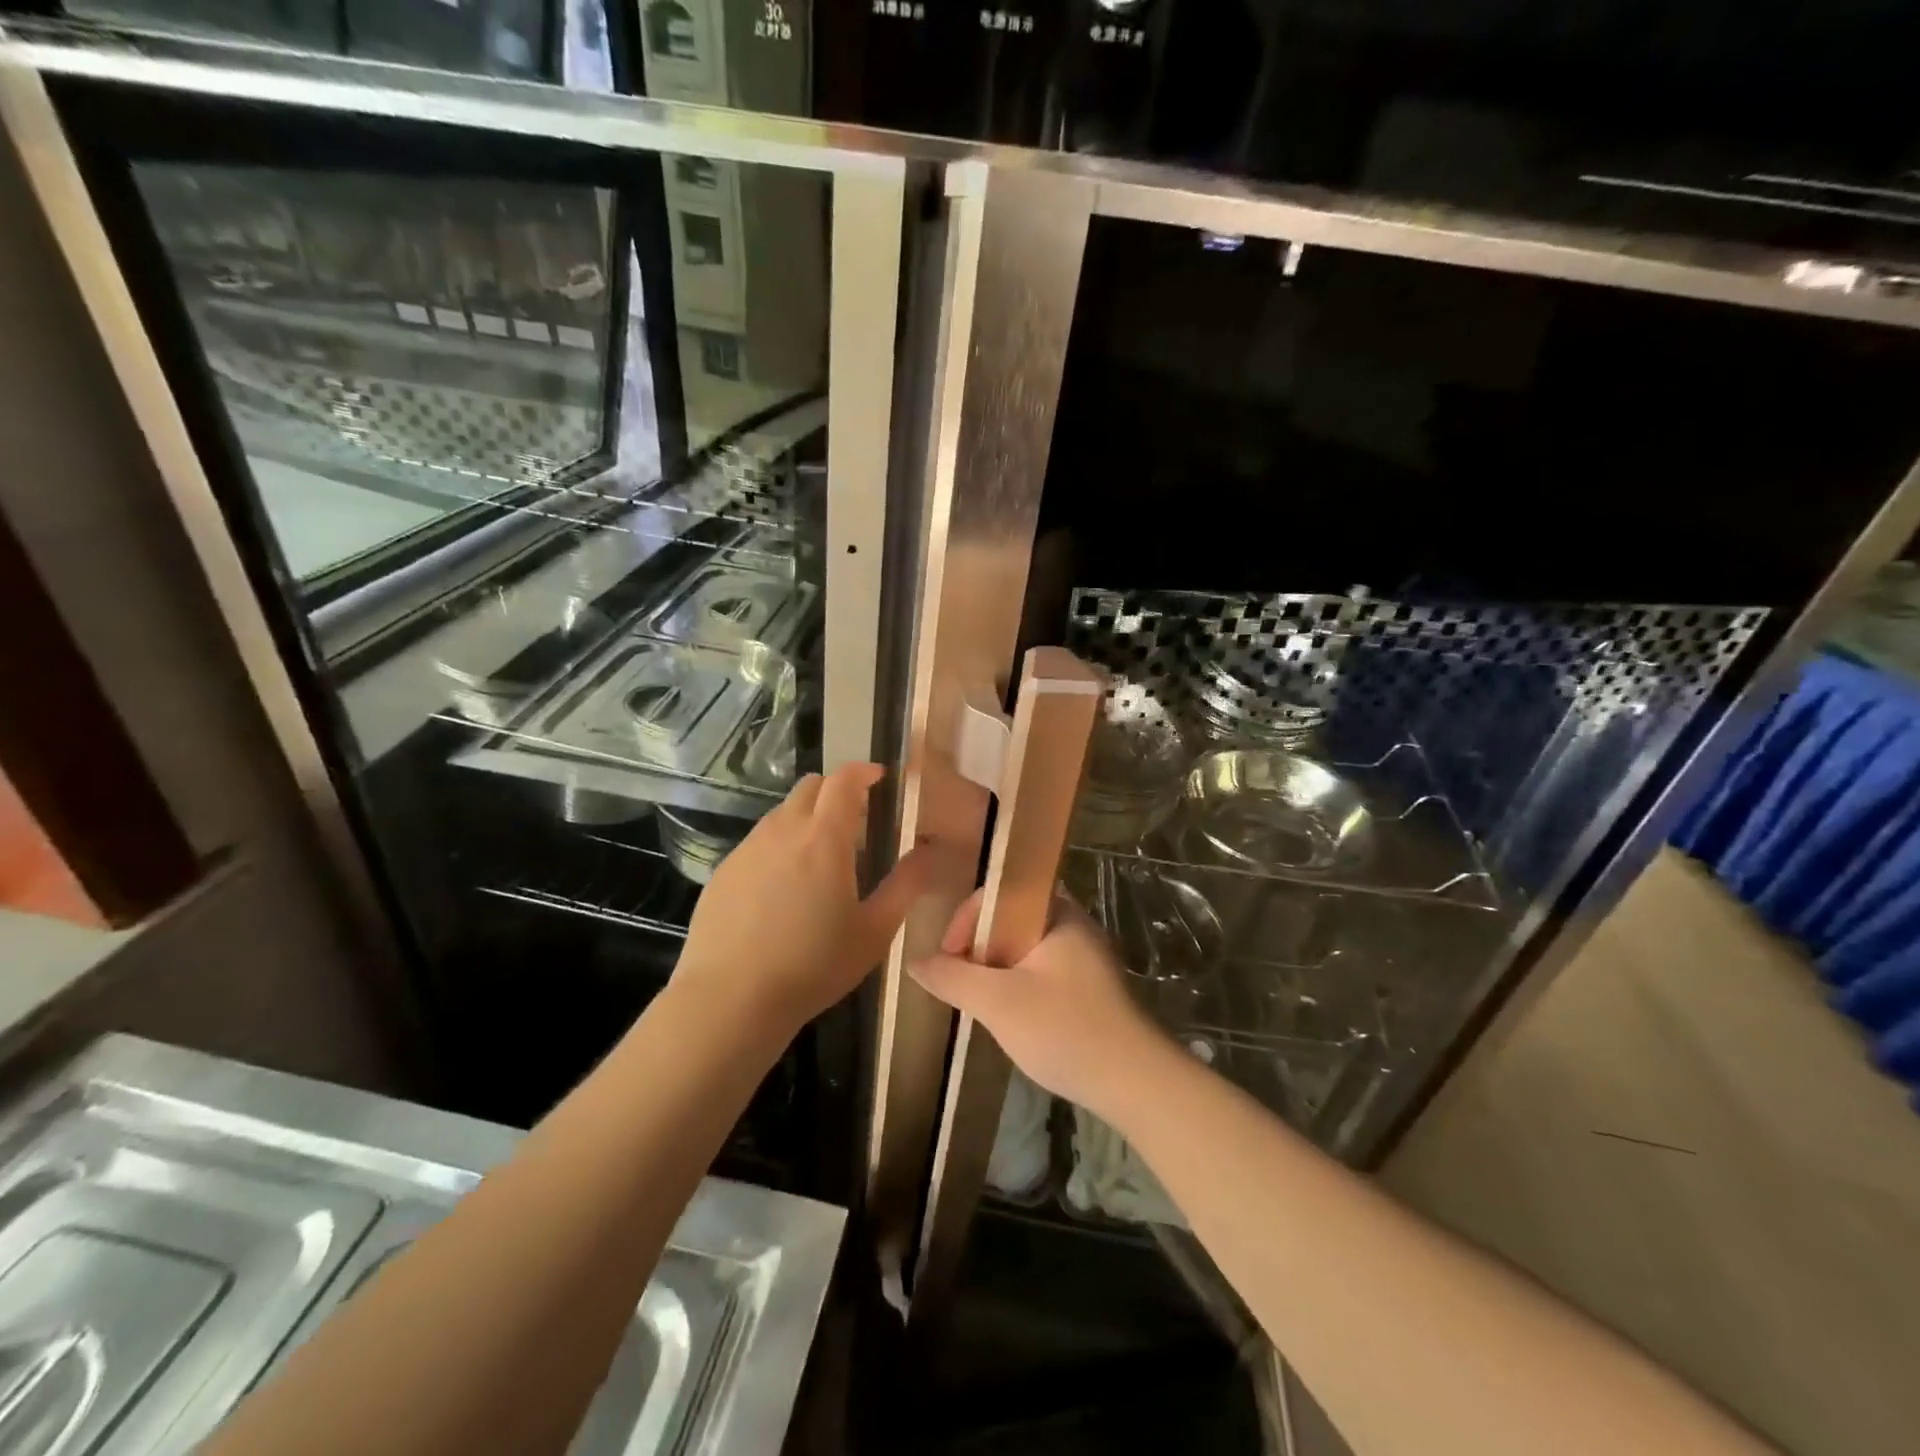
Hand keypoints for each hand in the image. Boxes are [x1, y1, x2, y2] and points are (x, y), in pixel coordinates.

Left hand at [676, 763, 933, 1034]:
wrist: (730, 1000)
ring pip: (782, 813)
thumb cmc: (813, 966)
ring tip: (821, 859)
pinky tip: (783, 889)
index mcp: (824, 837)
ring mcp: (747, 849)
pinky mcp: (724, 871)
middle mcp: (783, 830)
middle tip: (856, 822)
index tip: (880, 778)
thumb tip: (928, 851)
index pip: (844, 780)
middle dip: (836, 791)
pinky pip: (759, 842)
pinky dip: (780, 845)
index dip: (864, 771)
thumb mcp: (874, 931)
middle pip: (810, 787)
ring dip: (806, 818)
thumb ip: (906, 885)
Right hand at [911, 891, 1172, 1120]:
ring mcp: (1085, 958)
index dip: (967, 917)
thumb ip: (952, 978)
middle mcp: (1074, 925)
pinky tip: (1010, 1018)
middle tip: (960, 980)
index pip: (1001, 891)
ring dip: (996, 969)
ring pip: (1024, 949)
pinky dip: (1017, 986)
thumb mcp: (998, 1003)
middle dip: (979, 946)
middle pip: (1011, 919)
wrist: (1136, 1083)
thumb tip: (915, 962)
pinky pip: (1041, 972)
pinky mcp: (1089, 989)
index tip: (949, 956)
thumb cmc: (1065, 1029)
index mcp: (1058, 913)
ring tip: (979, 1001)